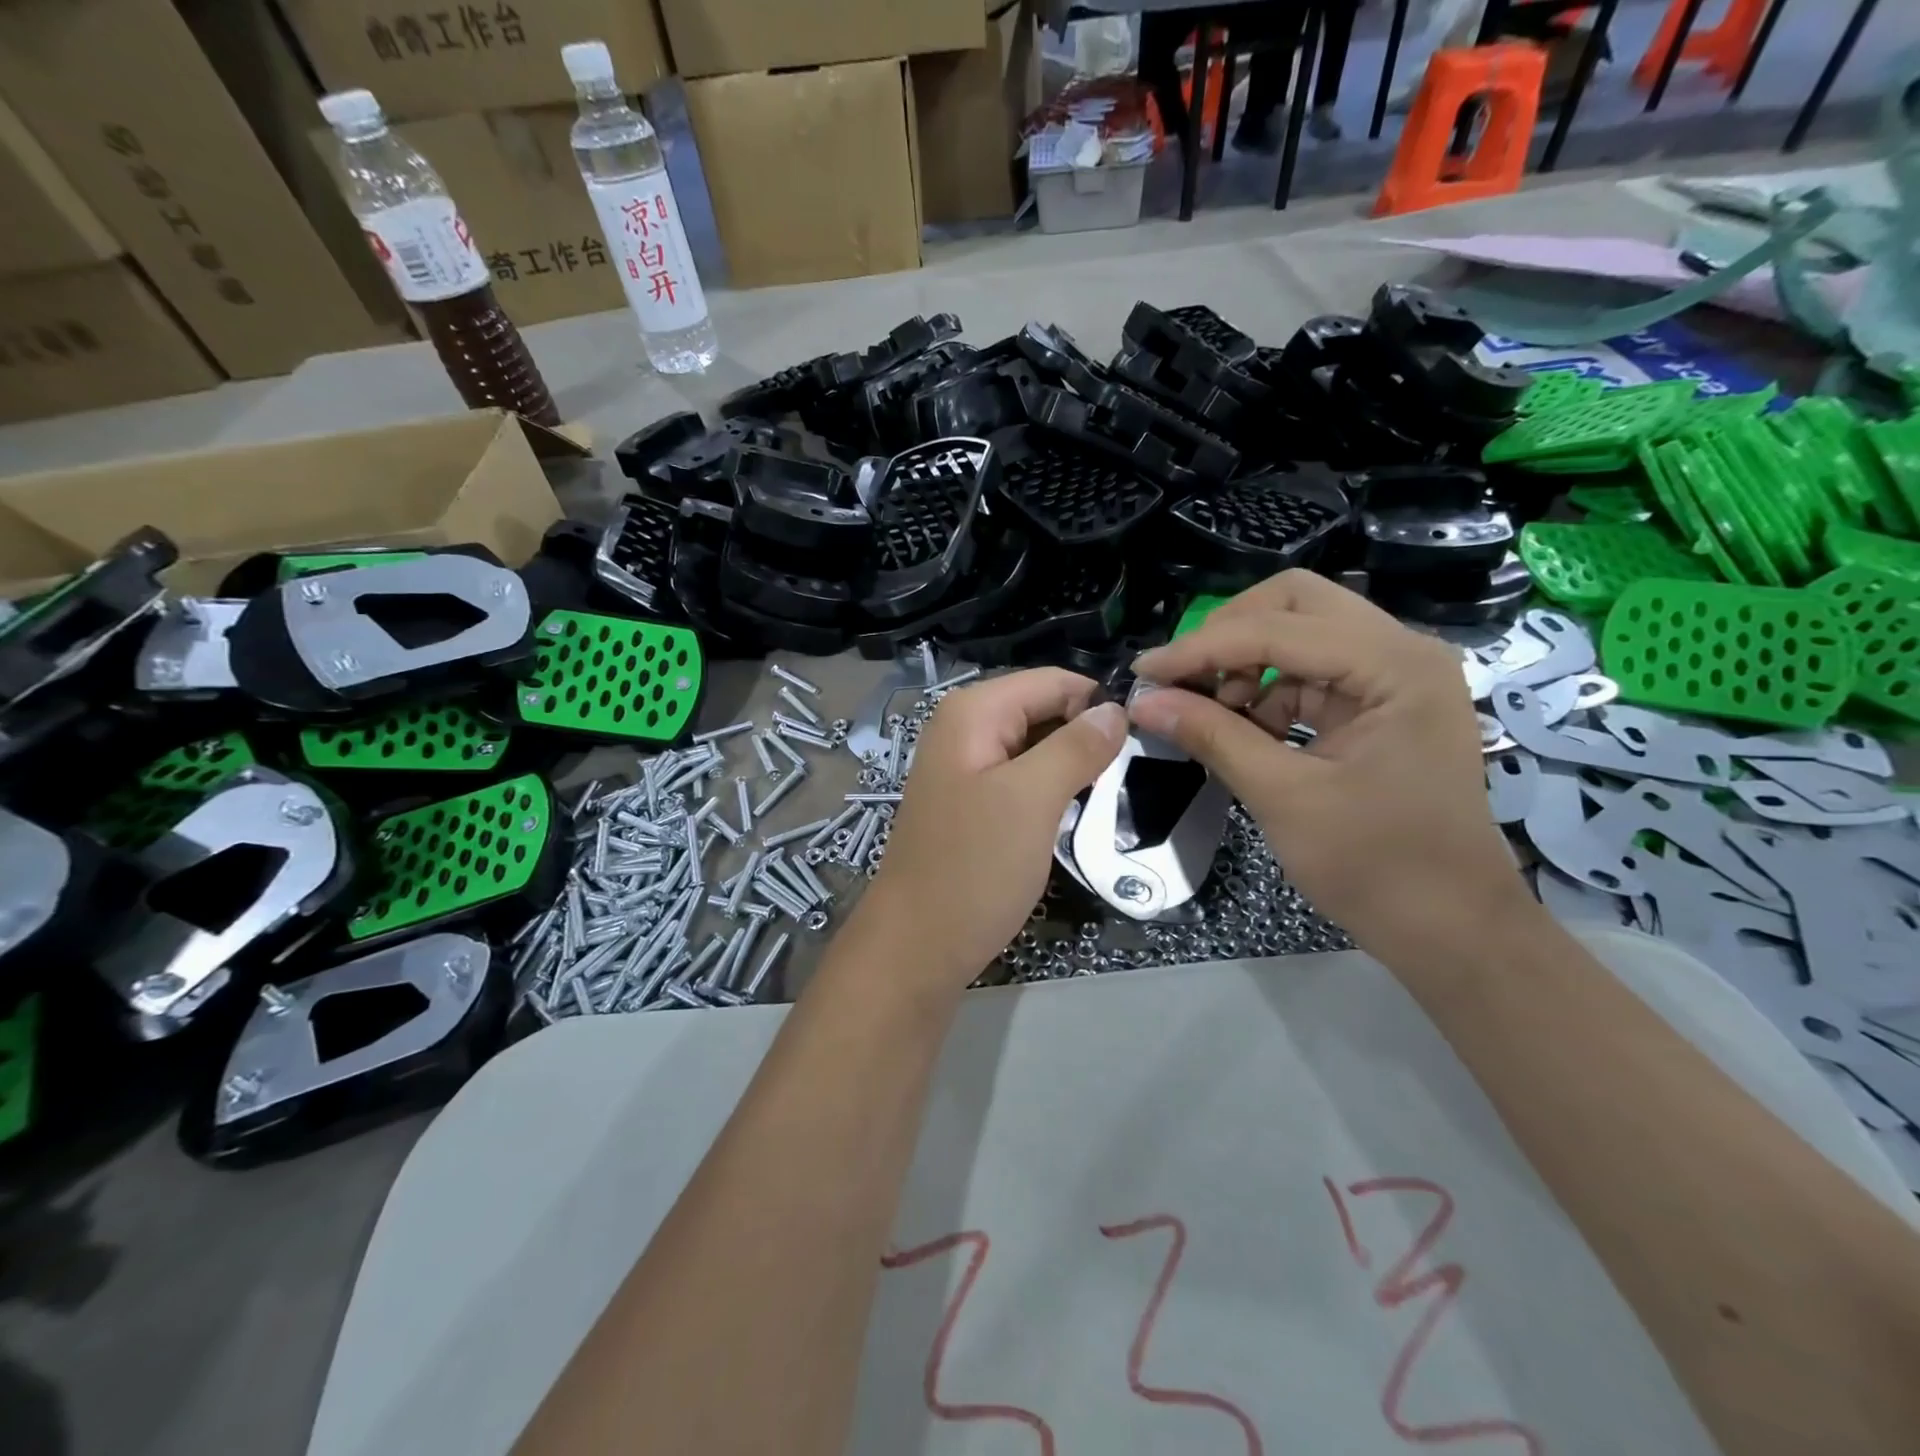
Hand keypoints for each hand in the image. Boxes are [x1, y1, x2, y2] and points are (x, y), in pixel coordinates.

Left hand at [855, 669, 1125, 989]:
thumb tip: (1116, 709)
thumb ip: (1076, 746)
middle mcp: (965, 729)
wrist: (917, 947)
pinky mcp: (973, 804)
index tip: (1143, 742)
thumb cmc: (973, 868)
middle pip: (1044, 711)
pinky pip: (1023, 780)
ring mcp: (966, 768)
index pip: (1053, 681)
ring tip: (1110, 798)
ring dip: (1073, 769)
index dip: (1098, 704)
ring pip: (1037, 748)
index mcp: (973, 712)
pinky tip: (1074, 816)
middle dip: (1087, 737)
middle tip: (1131, 777)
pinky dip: (1052, 792)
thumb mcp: (1032, 800)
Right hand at [1128, 571, 1530, 968]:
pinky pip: (1311, 672)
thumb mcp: (1282, 796)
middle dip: (1230, 635)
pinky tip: (1242, 726)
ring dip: (1247, 663)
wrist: (1450, 927)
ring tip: (1210, 711)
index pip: (1279, 629)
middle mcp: (1403, 652)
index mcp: (1395, 666)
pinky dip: (1268, 690)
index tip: (1143, 673)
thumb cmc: (1375, 866)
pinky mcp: (1383, 702)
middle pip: (1297, 604)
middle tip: (1184, 680)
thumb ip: (1212, 736)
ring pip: (1302, 632)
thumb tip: (1143, 702)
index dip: (1201, 648)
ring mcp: (1397, 675)